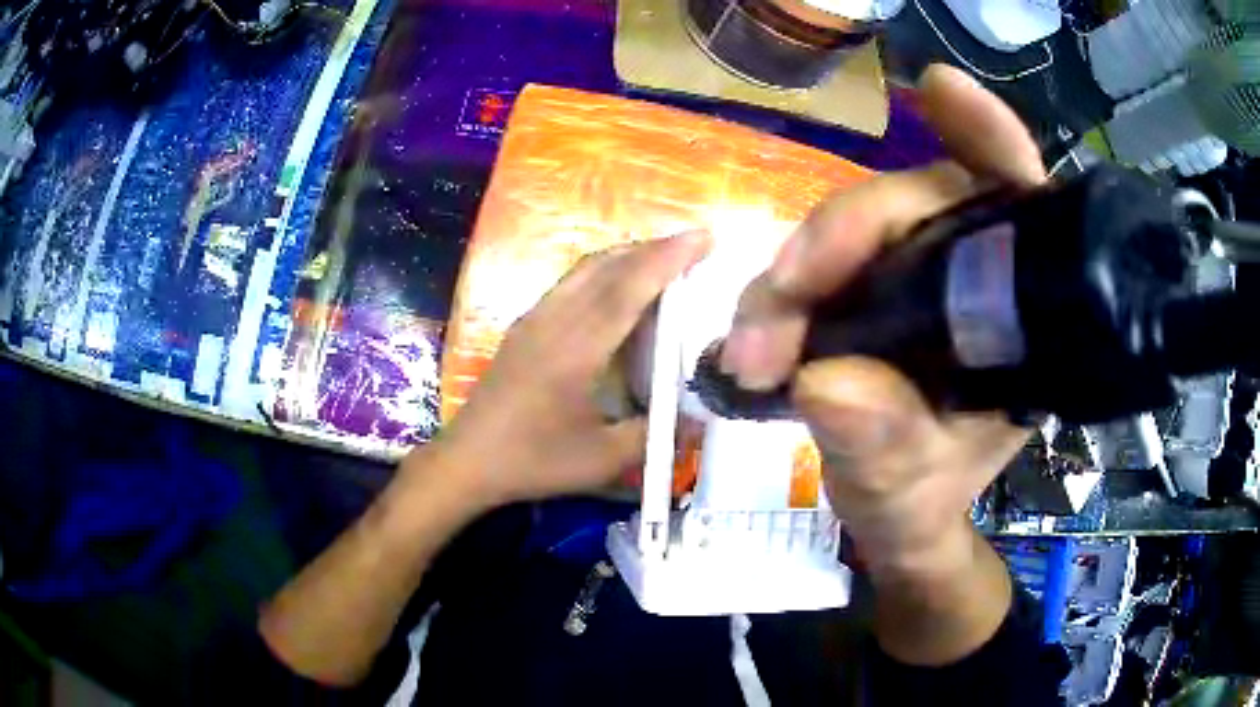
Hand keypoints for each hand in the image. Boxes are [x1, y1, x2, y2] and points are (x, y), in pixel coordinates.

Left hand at [416, 232, 712, 509]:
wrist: (468, 461)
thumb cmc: (533, 462)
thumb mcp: (602, 460)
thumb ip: (654, 435)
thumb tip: (699, 418)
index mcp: (575, 350)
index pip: (626, 290)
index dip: (666, 259)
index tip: (702, 237)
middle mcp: (553, 321)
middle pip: (606, 266)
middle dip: (652, 248)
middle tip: (693, 248)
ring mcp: (534, 319)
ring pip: (585, 269)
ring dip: (627, 256)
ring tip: (663, 262)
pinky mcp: (524, 326)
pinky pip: (571, 282)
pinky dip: (604, 272)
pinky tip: (618, 290)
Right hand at [721, 65, 1045, 575]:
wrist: (895, 522)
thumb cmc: (924, 505)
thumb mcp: (907, 492)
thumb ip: (882, 447)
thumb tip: (825, 381)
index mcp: (1018, 313)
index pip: (1017, 197)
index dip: (984, 134)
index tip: (938, 91)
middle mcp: (972, 274)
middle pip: (908, 203)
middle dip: (837, 243)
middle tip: (777, 313)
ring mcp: (915, 274)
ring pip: (849, 232)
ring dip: (791, 278)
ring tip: (752, 353)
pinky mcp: (868, 286)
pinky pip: (820, 262)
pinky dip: (781, 291)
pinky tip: (756, 333)